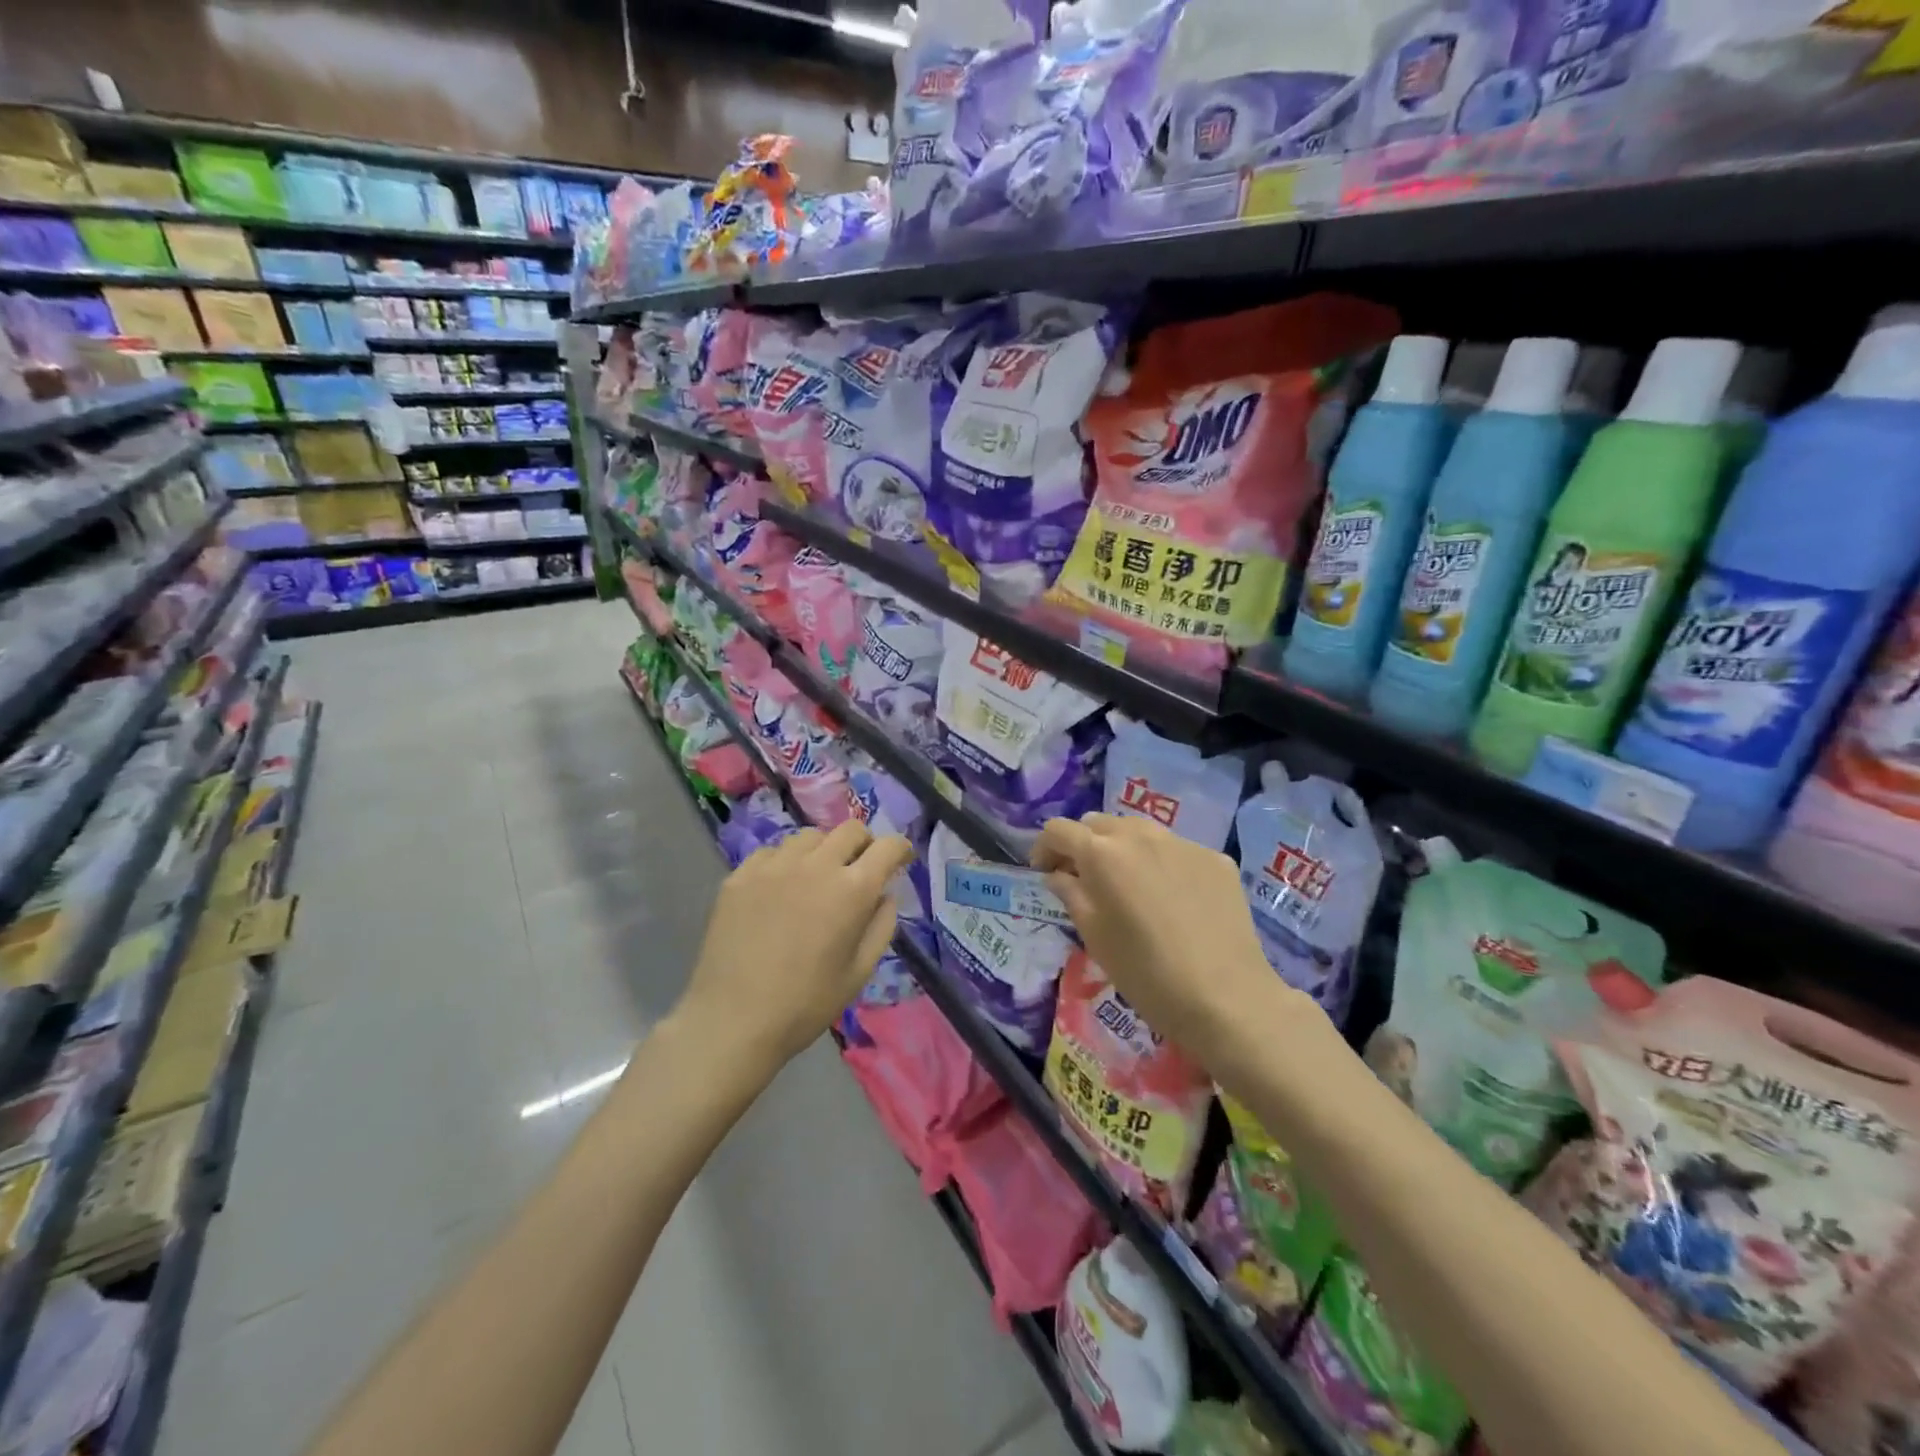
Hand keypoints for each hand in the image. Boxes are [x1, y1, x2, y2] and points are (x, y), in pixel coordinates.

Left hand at [679, 821, 914, 1072]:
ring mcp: (774, 866)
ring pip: (810, 837)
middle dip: (864, 844)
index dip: (901, 849)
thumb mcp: (859, 972)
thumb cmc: (805, 1004)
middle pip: (850, 830)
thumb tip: (885, 895)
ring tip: (816, 878)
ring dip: (823, 851)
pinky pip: (772, 852)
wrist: (732, 1020)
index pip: (888, 847)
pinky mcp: (740, 875)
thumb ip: (881, 926)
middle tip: (860, 869)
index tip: (901, 861)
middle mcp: (816, 865)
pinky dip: (786, 863)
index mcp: (852, 890)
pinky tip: (779, 889)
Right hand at [1032, 813, 1310, 1067]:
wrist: (1226, 998)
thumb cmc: (1145, 973)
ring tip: (1128, 885)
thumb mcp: (1094, 936)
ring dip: (1122, 848)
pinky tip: (1170, 899)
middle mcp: (1140, 835)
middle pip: (1098, 822)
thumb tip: (1059, 874)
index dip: (1044, 848)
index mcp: (1102, 853)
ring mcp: (1182, 843)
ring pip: (1138, 830)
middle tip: (1084, 879)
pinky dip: (1160, 863)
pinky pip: (1175, 849)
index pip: (1058, 830)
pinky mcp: (1214, 858)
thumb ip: (1071, 894)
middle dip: (1083, 844)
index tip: (1045, 873)